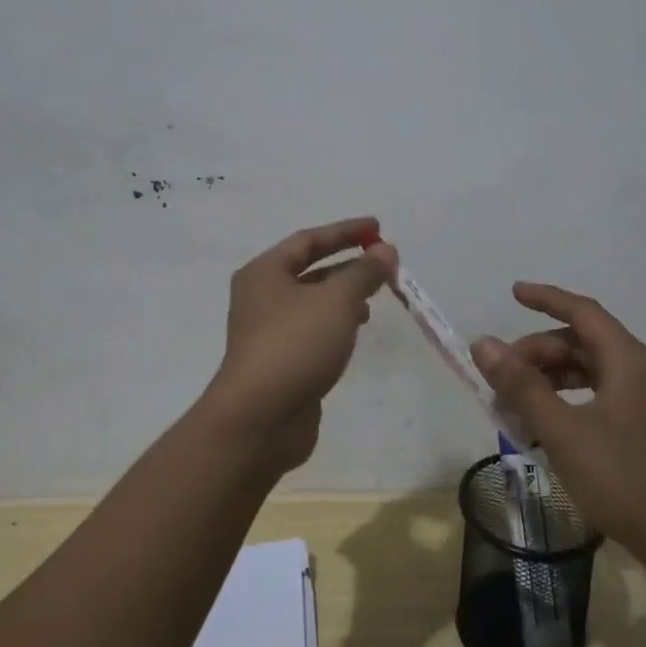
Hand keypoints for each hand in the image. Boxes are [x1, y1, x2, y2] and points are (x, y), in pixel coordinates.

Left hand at [201, 217, 396, 475]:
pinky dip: (336, 323)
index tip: (377, 228)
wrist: (260, 419)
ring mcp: (268, 332)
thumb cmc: (295, 345)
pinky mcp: (280, 362)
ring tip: (375, 297)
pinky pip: (312, 330)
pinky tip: (356, 331)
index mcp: (265, 272)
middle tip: (382, 262)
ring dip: (343, 295)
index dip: (345, 231)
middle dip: (347, 264)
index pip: (308, 240)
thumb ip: (363, 272)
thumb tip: (385, 251)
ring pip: (312, 302)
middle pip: (309, 270)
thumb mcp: (337, 300)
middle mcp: (261, 297)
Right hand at [470, 283, 645, 564]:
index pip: (582, 311)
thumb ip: (521, 386)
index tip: (513, 293)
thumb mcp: (563, 431)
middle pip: (581, 342)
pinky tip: (544, 427)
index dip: (546, 298)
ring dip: (549, 379)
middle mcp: (638, 371)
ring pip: (588, 371)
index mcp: (626, 360)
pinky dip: (566, 401)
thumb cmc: (624, 478)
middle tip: (500, 376)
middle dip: (538, 353)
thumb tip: (484, 344)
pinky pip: (597, 396)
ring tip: (514, 404)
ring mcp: (644, 401)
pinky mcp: (643, 428)